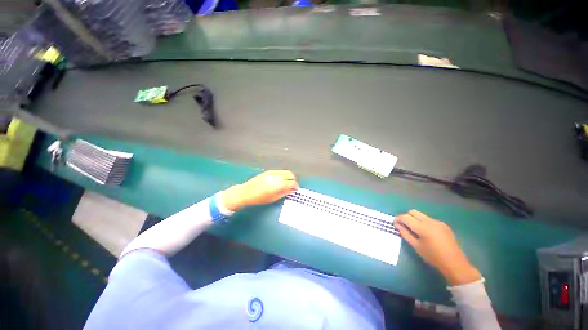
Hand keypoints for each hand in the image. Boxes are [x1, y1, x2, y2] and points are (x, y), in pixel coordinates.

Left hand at [221, 170, 297, 211]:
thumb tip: (292, 190)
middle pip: (290, 174)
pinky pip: (279, 172)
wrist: (245, 193)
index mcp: (277, 184)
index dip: (295, 186)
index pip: (291, 182)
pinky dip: (282, 175)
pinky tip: (280, 180)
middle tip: (292, 186)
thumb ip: (284, 193)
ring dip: (288, 177)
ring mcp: (272, 172)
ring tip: (286, 183)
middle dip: (293, 179)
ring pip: (285, 172)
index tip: (296, 189)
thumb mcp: (273, 198)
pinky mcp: (268, 171)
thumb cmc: (259, 199)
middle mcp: (276, 176)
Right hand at [396, 210, 480, 285]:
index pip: (406, 217)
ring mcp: (438, 222)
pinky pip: (429, 219)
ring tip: (414, 229)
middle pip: (413, 212)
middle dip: (406, 216)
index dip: (398, 219)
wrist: (455, 264)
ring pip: (421, 215)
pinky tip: (426, 233)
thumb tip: (397, 224)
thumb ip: (405, 233)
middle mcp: (430, 221)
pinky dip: (423, 222)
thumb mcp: (416, 246)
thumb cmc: (433, 257)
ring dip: (415, 219)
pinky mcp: (443, 225)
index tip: (394, 223)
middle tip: (404, 225)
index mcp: (423, 227)